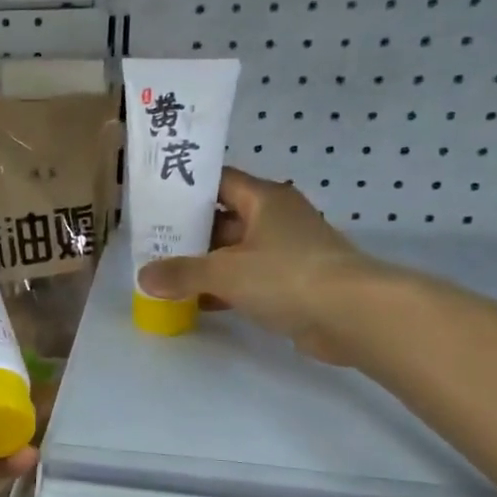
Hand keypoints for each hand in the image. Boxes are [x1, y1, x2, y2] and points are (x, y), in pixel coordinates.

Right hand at [136, 170, 381, 364]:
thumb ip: (181, 273)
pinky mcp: (292, 284)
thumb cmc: (287, 276)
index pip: (219, 181)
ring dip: (204, 264)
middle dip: (188, 232)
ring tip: (164, 275)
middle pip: (223, 218)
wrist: (353, 316)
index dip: (187, 188)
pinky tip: (195, 302)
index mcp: (265, 199)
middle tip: (151, 244)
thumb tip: (143, 278)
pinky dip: (223, 288)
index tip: (155, 201)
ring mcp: (286, 252)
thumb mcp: (225, 272)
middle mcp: (276, 219)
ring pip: (235, 252)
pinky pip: (248, 279)